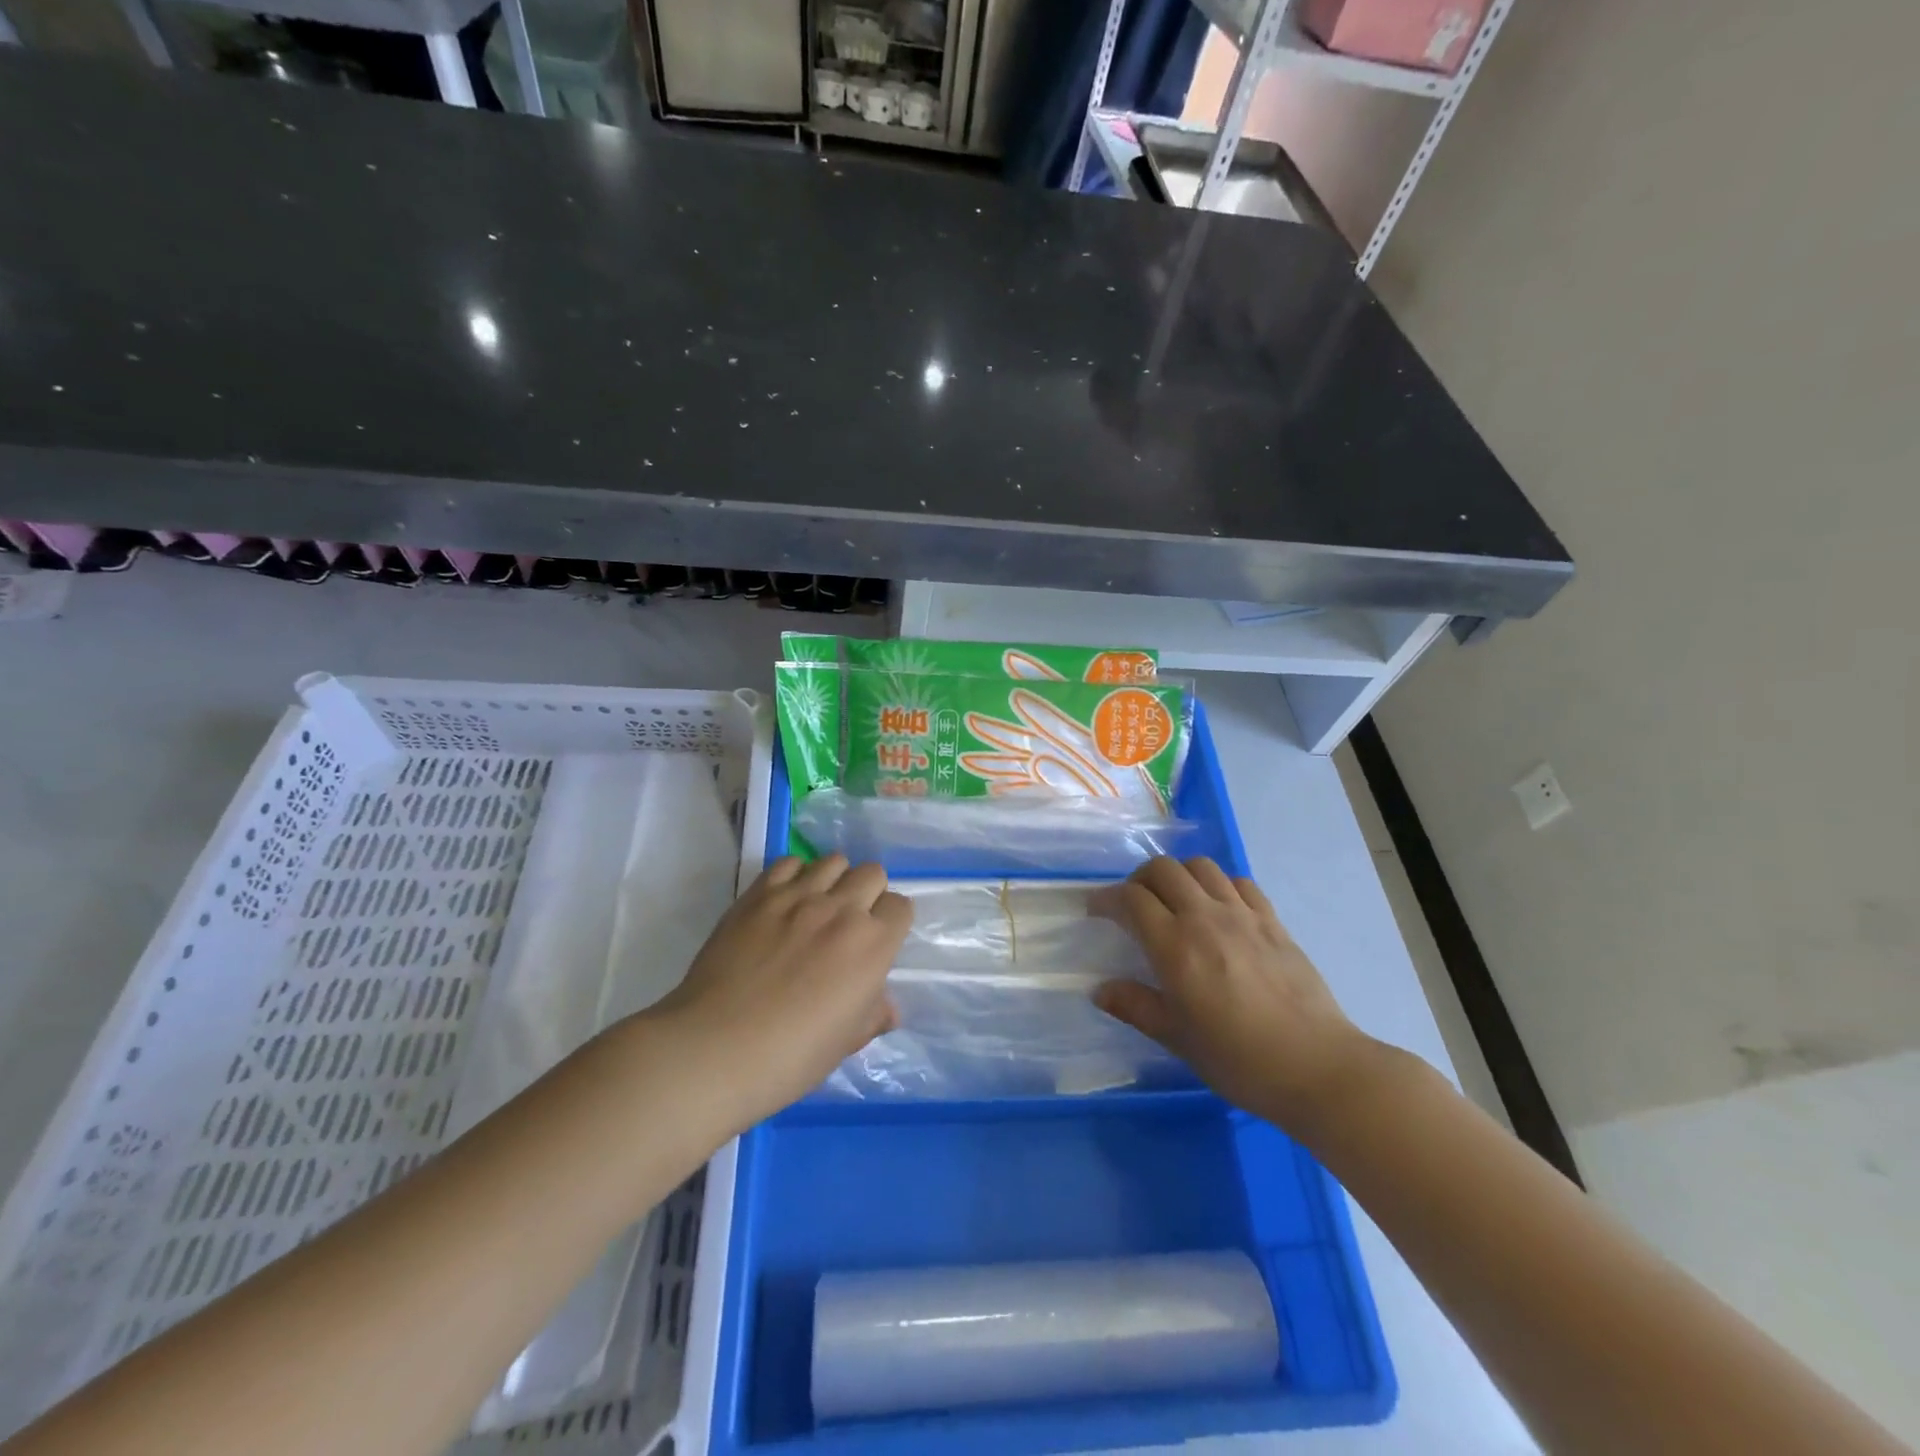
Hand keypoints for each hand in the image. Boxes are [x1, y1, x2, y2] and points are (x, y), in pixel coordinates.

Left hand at [649, 855, 911, 1130]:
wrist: (716, 1048)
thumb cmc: (792, 1056)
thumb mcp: (846, 1042)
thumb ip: (873, 1015)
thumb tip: (887, 1008)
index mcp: (873, 945)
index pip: (900, 906)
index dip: (890, 922)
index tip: (876, 941)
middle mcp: (842, 909)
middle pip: (872, 873)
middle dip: (867, 894)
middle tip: (848, 923)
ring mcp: (798, 896)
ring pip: (834, 861)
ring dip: (833, 880)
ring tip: (816, 907)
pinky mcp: (759, 894)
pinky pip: (788, 863)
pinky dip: (794, 876)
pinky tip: (784, 902)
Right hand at [1091, 857, 1378, 1132]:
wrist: (1317, 1067)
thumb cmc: (1238, 1060)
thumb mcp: (1178, 1039)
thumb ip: (1136, 1007)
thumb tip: (1100, 990)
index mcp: (1175, 946)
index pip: (1131, 899)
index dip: (1106, 898)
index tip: (1096, 909)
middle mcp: (1205, 918)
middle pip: (1163, 869)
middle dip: (1138, 879)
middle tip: (1132, 903)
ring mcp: (1243, 915)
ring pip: (1201, 867)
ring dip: (1179, 875)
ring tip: (1174, 900)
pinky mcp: (1273, 921)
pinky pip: (1239, 882)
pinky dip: (1218, 884)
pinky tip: (1218, 908)